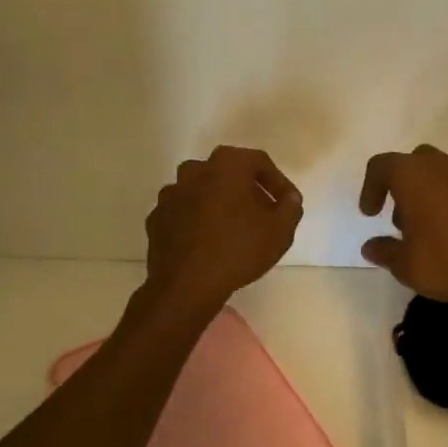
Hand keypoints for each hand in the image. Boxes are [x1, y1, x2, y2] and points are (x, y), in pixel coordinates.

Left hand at [145, 146, 302, 316]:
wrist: (186, 285)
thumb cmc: (238, 250)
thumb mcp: (280, 231)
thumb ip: (291, 207)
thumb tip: (289, 198)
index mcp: (226, 165)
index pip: (259, 162)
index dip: (277, 182)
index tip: (286, 204)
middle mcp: (194, 170)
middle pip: (228, 173)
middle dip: (248, 190)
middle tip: (262, 215)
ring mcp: (171, 193)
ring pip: (203, 191)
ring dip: (220, 204)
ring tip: (234, 230)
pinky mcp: (157, 218)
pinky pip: (185, 213)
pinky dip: (198, 221)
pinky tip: (208, 243)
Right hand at [359, 145, 447, 319]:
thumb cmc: (444, 263)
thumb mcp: (404, 264)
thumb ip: (384, 250)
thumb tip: (371, 247)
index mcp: (414, 175)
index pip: (382, 166)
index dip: (370, 188)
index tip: (370, 214)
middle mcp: (443, 167)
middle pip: (414, 162)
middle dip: (402, 186)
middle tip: (399, 220)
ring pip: (441, 172)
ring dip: (427, 192)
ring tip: (425, 229)